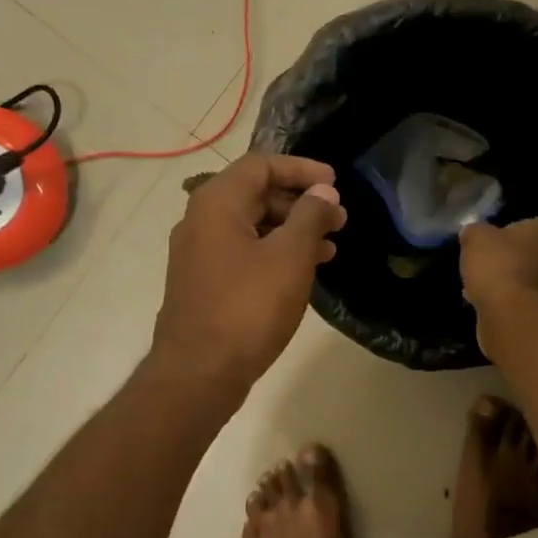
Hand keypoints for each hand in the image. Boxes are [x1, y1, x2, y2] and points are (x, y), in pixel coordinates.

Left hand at [150, 153, 347, 400]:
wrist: (199, 373)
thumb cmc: (247, 308)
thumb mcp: (289, 257)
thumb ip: (310, 217)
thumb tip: (323, 193)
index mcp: (216, 203)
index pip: (261, 164)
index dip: (301, 169)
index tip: (335, 184)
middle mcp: (201, 221)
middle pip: (255, 194)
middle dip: (300, 203)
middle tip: (338, 220)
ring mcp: (199, 255)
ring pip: (252, 227)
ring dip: (292, 231)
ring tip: (330, 248)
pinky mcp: (204, 284)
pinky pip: (244, 254)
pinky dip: (275, 254)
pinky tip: (302, 272)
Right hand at [460, 217, 537, 355]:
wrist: (511, 313)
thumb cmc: (499, 263)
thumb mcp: (475, 237)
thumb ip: (475, 232)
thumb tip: (472, 234)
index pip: (534, 225)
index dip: (509, 233)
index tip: (490, 244)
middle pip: (535, 253)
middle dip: (513, 259)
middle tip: (487, 265)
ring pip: (530, 278)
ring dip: (510, 282)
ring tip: (480, 287)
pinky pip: (525, 299)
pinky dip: (509, 301)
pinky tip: (486, 303)